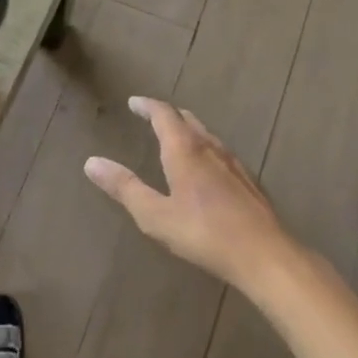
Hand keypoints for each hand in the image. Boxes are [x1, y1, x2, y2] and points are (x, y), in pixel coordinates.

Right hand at [84, 97, 300, 291]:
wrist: (265, 255)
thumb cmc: (204, 233)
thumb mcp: (155, 215)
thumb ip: (124, 188)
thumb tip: (92, 162)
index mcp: (185, 151)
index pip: (164, 115)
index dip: (147, 106)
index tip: (133, 102)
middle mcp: (210, 149)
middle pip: (188, 120)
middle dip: (168, 115)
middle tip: (152, 116)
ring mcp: (234, 164)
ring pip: (208, 135)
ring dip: (188, 130)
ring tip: (177, 138)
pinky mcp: (249, 182)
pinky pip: (221, 153)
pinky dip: (205, 149)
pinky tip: (207, 169)